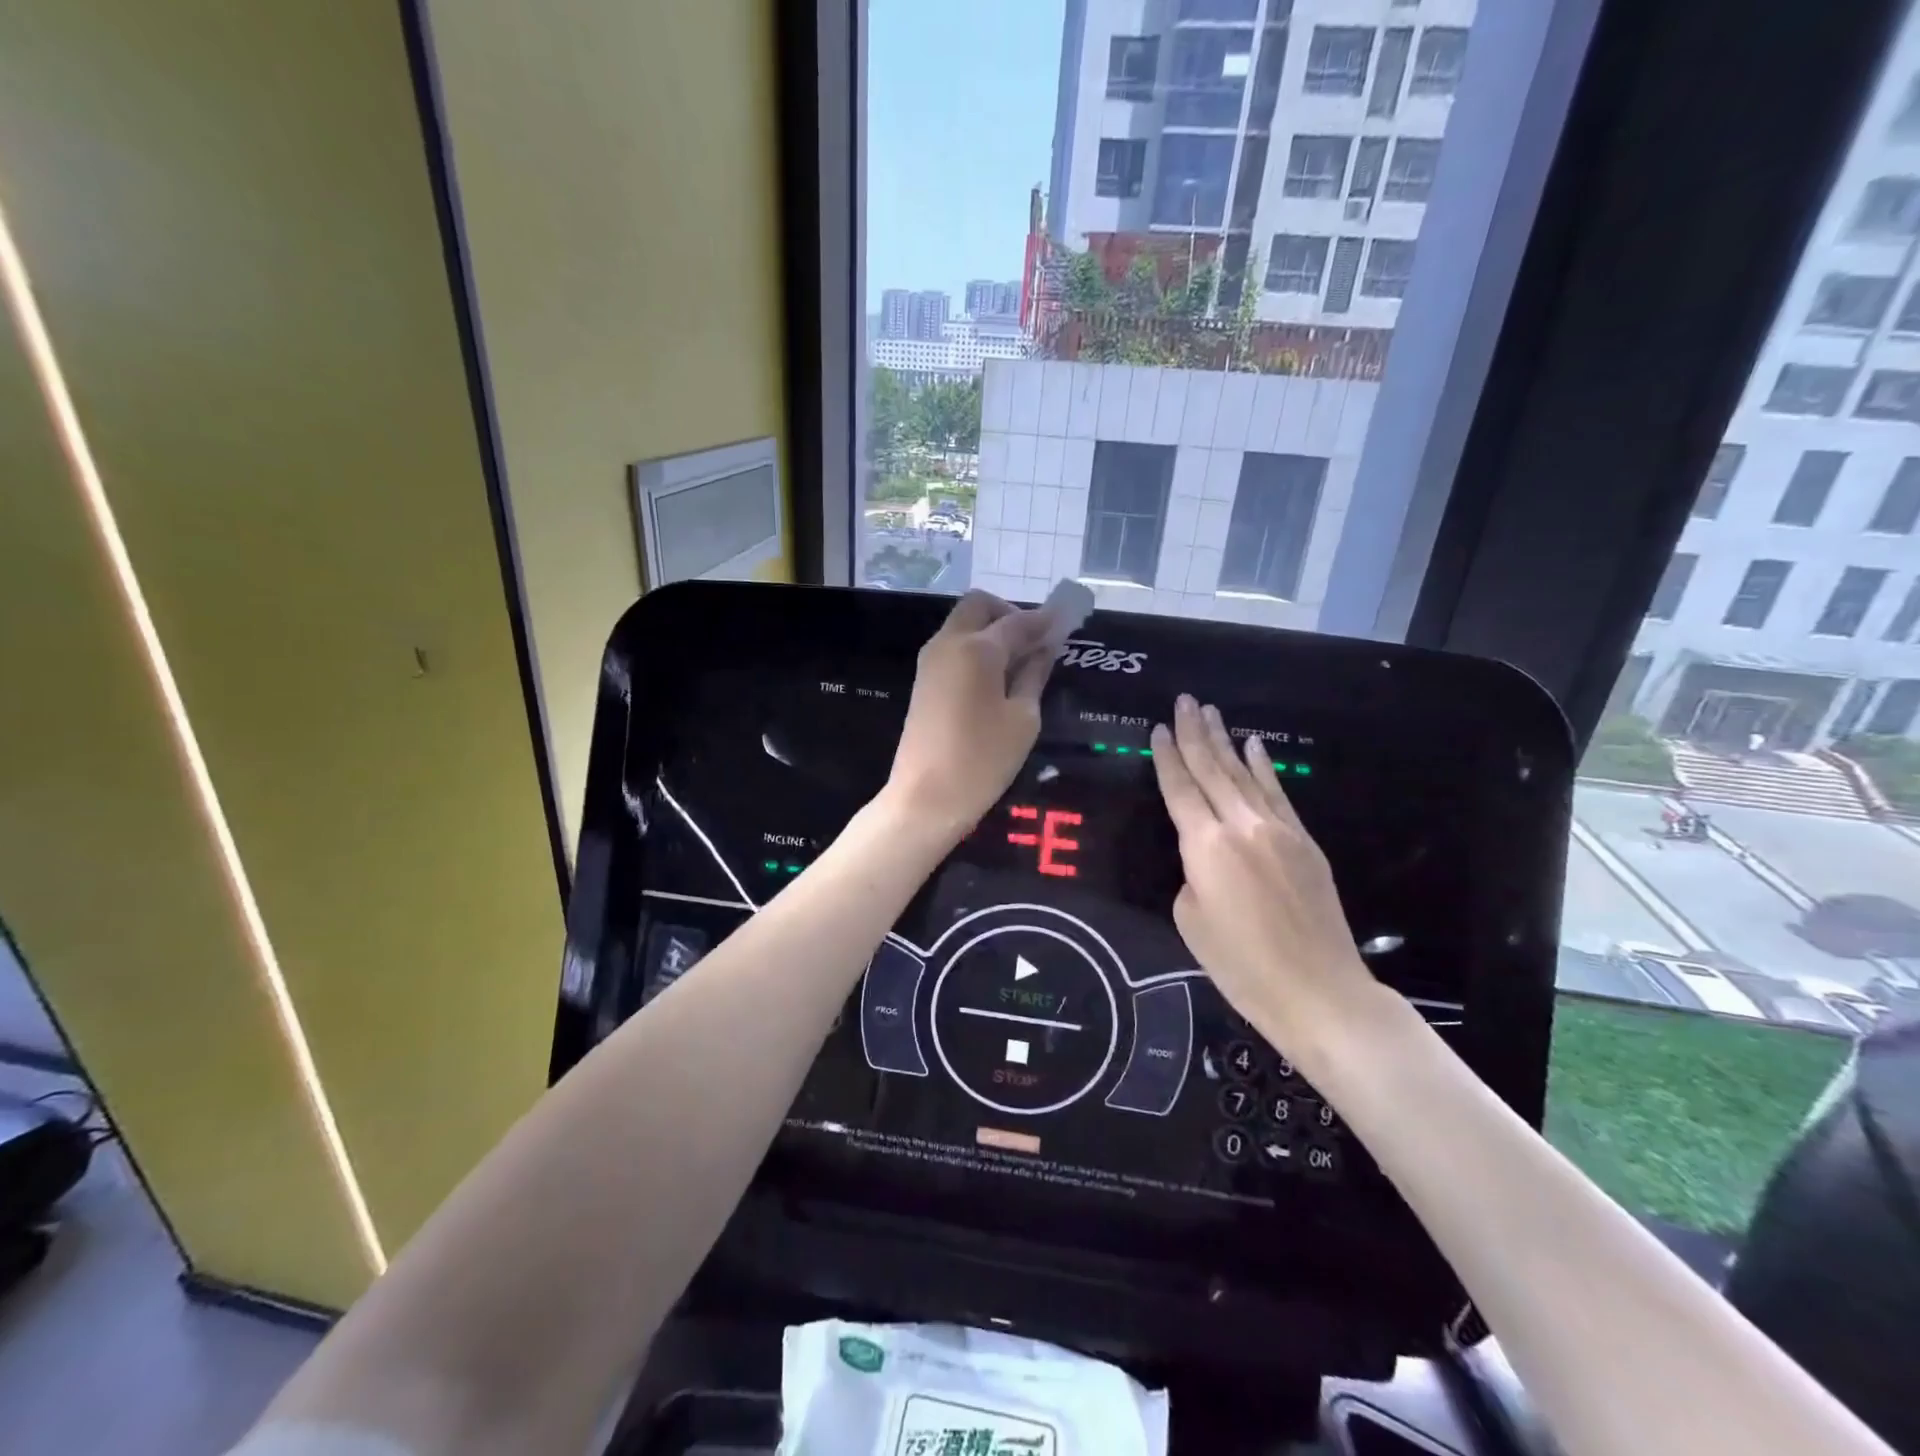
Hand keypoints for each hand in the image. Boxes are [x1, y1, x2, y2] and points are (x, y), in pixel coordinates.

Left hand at [886, 591, 1055, 839]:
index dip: (1045, 620)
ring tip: (1020, 662)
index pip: (1018, 621)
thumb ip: (1033, 675)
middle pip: (979, 606)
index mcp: (977, 648)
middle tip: (1035, 642)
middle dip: (1009, 613)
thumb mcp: (1023, 719)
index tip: (1068, 621)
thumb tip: (1044, 648)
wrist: (925, 798)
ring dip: (991, 630)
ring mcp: (930, 661)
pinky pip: (953, 647)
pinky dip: (976, 648)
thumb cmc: (982, 760)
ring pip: (963, 624)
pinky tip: (997, 677)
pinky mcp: (923, 681)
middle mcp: (948, 643)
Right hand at [1150, 695, 1384, 1069]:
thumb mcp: (1191, 919)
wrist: (1317, 990)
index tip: (1159, 728)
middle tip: (1184, 701)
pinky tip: (1254, 746)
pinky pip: (1278, 793)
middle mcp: (1241, 826)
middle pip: (1212, 770)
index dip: (1167, 757)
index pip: (1179, 789)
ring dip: (1226, 741)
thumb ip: (1191, 875)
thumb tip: (1204, 859)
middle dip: (1196, 733)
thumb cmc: (1240, 964)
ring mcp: (1278, 830)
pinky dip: (1263, 767)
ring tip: (1212, 712)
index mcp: (1205, 846)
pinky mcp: (1304, 842)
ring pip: (1244, 774)